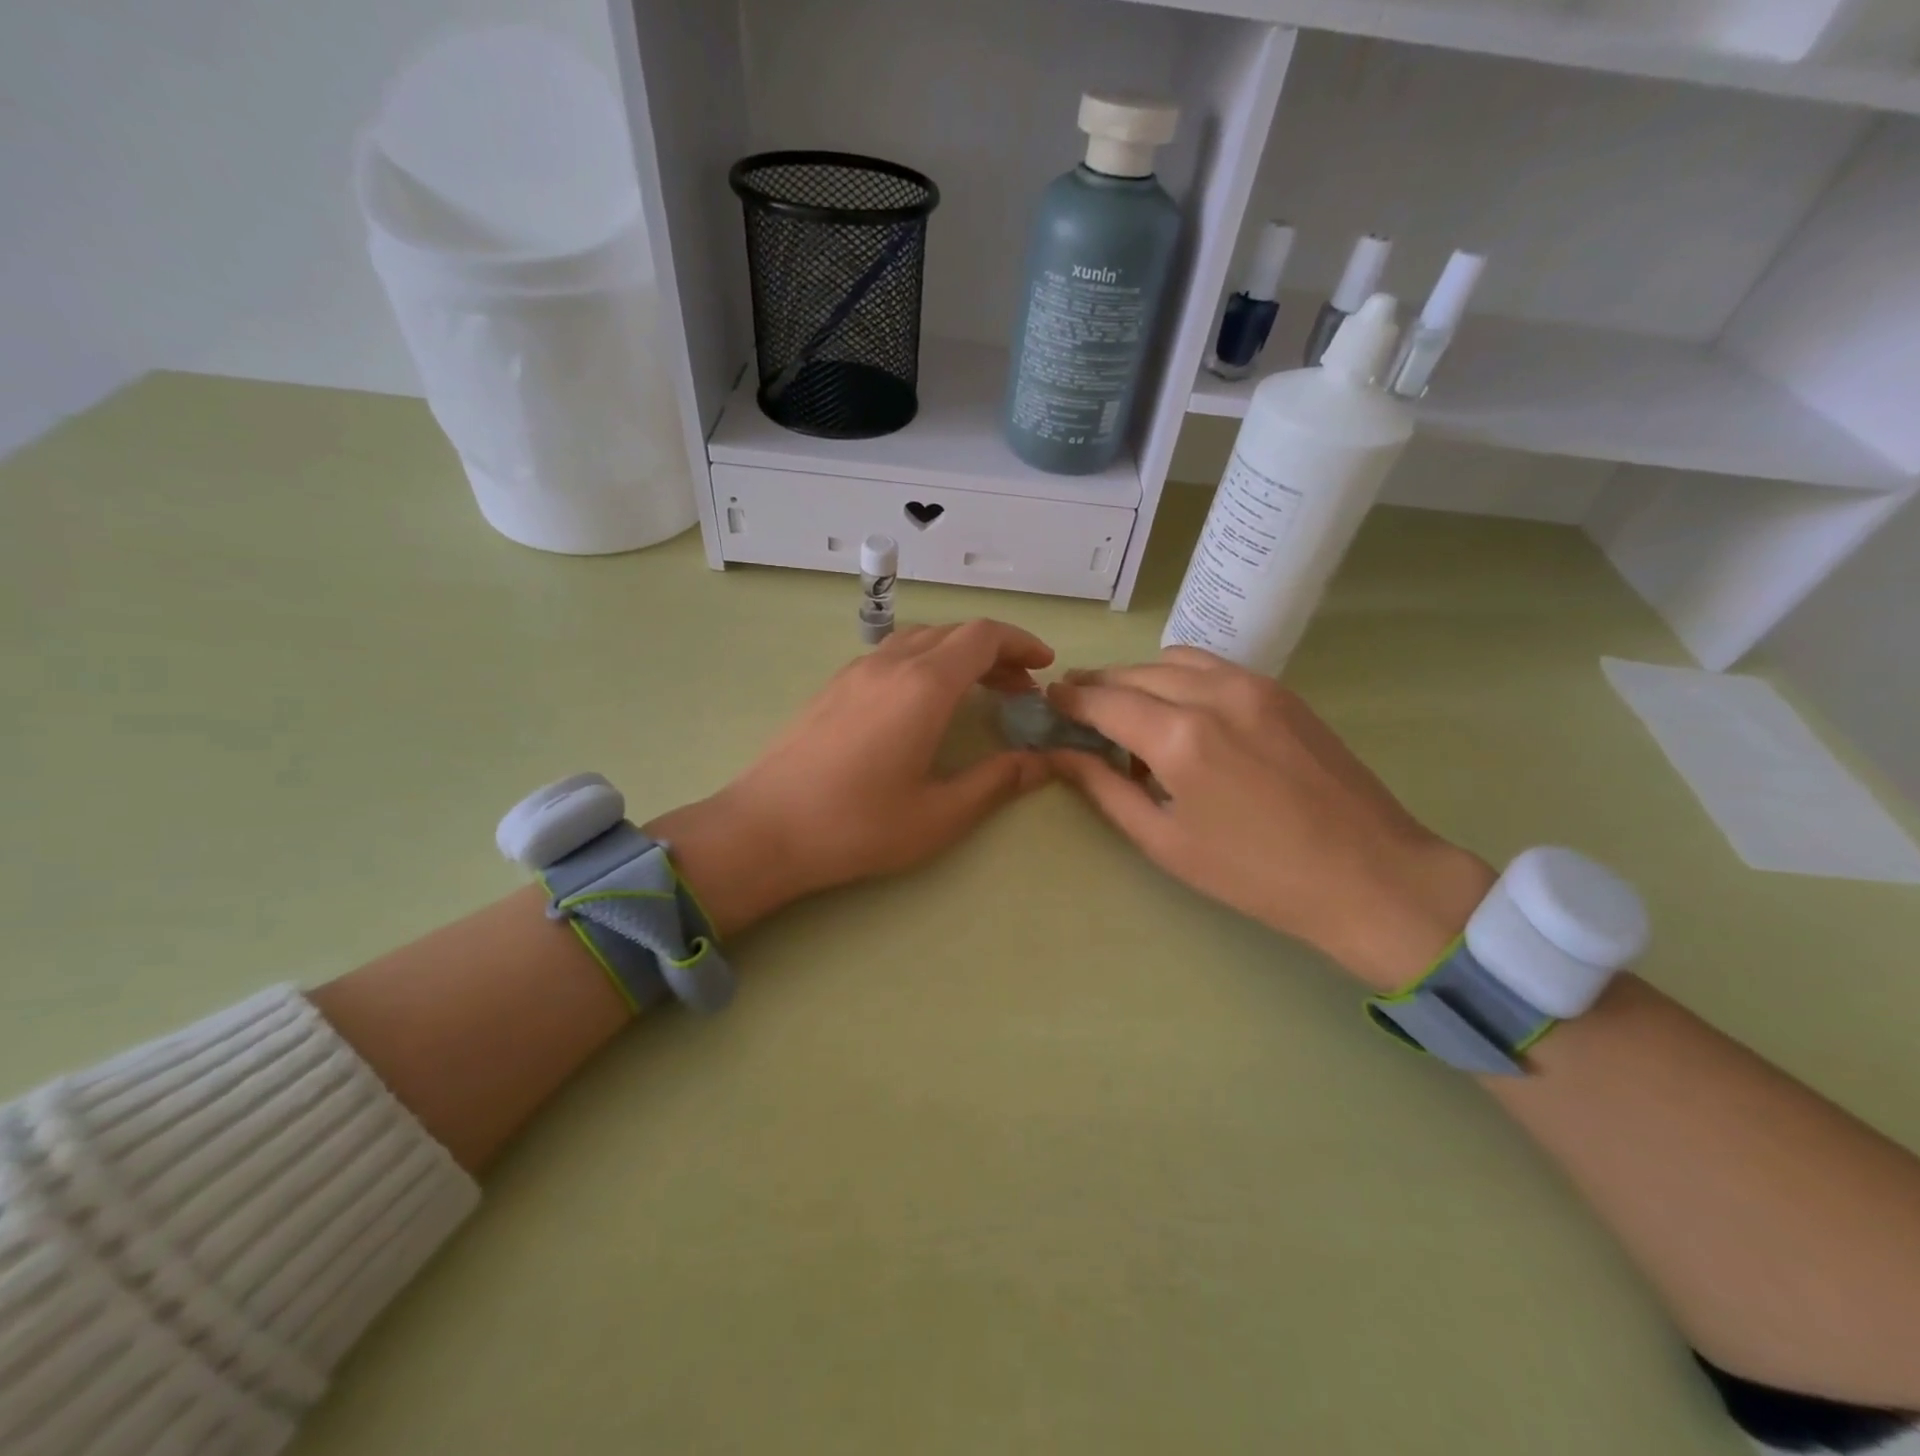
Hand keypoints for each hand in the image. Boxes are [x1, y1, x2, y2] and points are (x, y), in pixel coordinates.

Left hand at [649, 620, 1053, 936]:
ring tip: (979, 690)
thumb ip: (996, 782)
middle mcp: (891, 664)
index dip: (1021, 643)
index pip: (983, 636)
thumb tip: (1041, 762)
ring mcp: (856, 671)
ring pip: (920, 639)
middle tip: (1021, 688)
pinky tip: (925, 701)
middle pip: (954, 633)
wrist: (765, 829)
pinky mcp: (834, 686)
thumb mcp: (939, 814)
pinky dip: (926, 662)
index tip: (1045, 667)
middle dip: (996, 651)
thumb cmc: (857, 825)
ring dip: (958, 654)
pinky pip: (892, 654)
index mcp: (923, 686)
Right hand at [1046, 647, 1494, 990]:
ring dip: (1138, 676)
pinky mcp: (1280, 690)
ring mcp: (1252, 685)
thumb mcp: (1165, 842)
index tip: (1048, 702)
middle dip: (1097, 685)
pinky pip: (1212, 666)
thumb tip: (1062, 756)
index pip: (1104, 700)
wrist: (1368, 875)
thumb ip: (1106, 790)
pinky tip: (1177, 708)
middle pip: (1134, 673)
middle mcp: (1212, 694)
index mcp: (1179, 737)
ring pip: (1173, 660)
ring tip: (1125, 707)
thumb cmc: (1255, 873)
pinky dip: (1179, 676)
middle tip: (1076, 706)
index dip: (1070, 699)